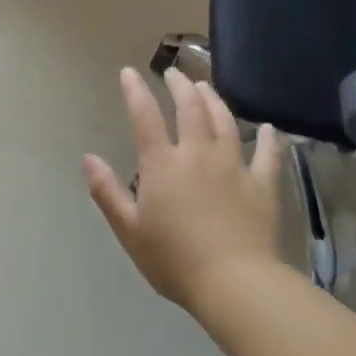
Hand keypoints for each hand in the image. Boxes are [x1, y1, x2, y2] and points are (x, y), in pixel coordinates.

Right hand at [83, 67, 281, 312]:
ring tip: (206, 87)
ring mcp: (233, 166)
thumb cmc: (174, 260)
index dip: (136, 91)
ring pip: (224, 122)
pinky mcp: (262, 185)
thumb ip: (107, 192)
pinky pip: (267, 155)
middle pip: (190, 108)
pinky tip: (267, 129)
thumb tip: (88, 158)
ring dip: (214, 100)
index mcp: (162, 164)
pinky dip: (267, 139)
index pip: (144, 116)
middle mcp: (197, 154)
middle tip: (174, 73)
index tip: (129, 72)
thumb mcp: (129, 230)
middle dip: (180, 86)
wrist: (235, 283)